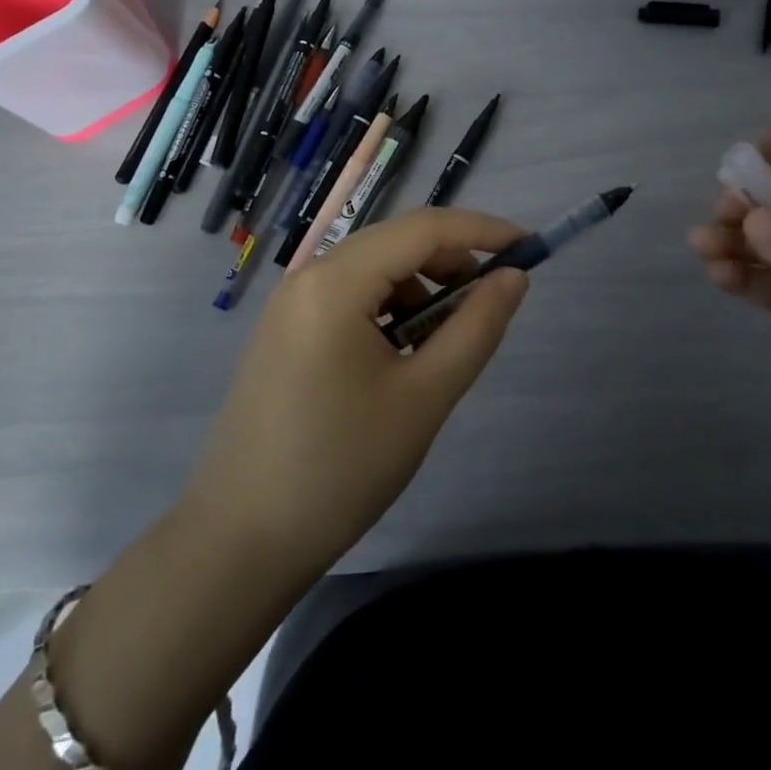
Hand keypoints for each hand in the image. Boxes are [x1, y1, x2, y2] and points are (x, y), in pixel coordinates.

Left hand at [183, 207, 528, 580]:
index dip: (482, 230)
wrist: (241, 541)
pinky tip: (400, 355)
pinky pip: (348, 296)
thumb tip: (514, 277)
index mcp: (336, 281)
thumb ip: (476, 327)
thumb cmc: (341, 468)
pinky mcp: (284, 331)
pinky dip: (388, 308)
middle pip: (395, 242)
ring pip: (373, 269)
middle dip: (452, 260)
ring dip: (420, 287)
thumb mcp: (424, 397)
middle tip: (492, 301)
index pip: (423, 228)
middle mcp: (307, 276)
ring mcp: (290, 304)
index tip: (529, 247)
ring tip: (444, 342)